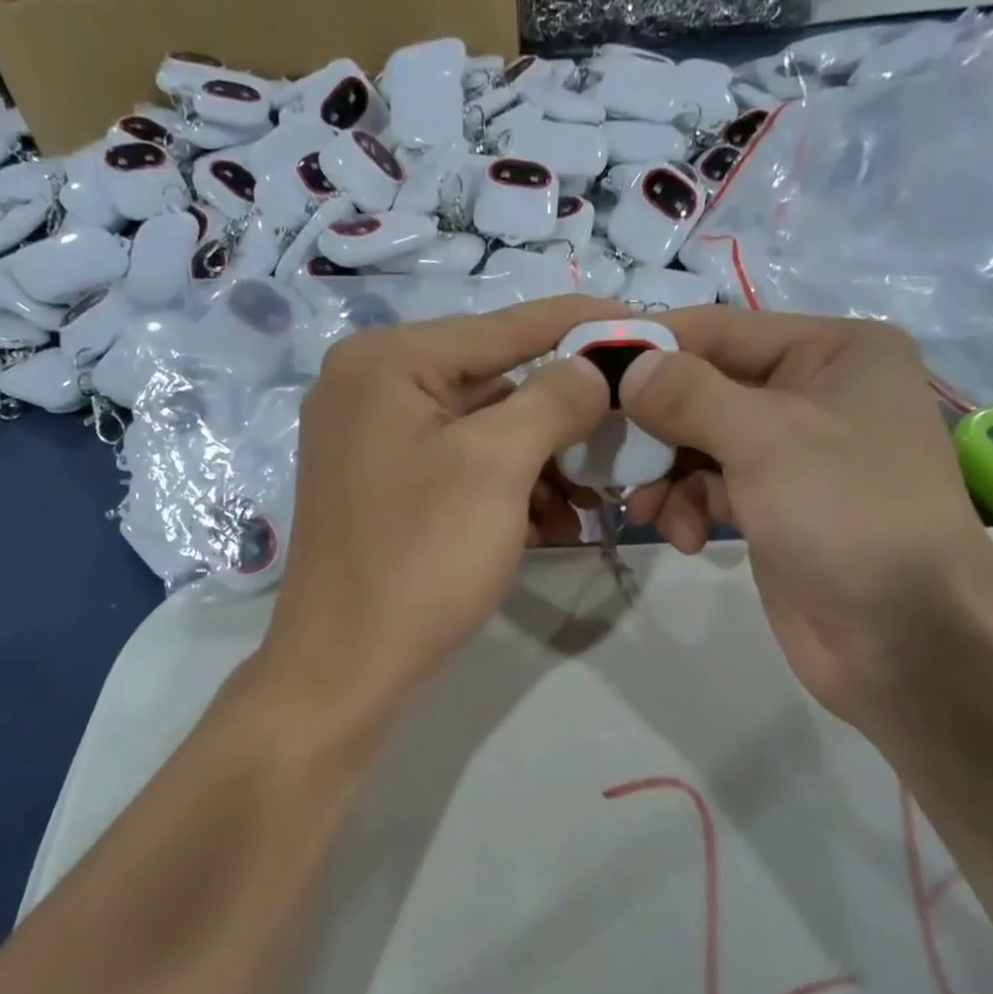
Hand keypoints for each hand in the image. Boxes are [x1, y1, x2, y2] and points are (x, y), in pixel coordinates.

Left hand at [261, 296, 618, 709]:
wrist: (346, 668)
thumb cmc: (421, 559)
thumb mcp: (497, 466)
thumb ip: (553, 398)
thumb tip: (591, 367)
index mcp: (387, 362)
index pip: (503, 326)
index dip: (581, 324)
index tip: (646, 326)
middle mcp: (371, 388)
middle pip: (494, 381)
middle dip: (565, 417)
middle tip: (626, 441)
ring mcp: (373, 443)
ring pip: (483, 432)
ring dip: (544, 463)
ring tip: (593, 503)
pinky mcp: (385, 490)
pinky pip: (461, 470)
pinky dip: (509, 491)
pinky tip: (552, 525)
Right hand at [620, 309, 992, 725]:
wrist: (905, 640)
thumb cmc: (849, 516)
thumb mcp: (767, 440)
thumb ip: (689, 395)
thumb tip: (628, 367)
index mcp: (834, 352)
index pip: (720, 331)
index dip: (652, 347)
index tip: (585, 370)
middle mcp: (814, 393)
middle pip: (704, 390)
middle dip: (654, 427)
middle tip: (604, 455)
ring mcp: (794, 455)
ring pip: (700, 444)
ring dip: (665, 476)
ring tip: (646, 512)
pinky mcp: (775, 507)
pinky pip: (712, 488)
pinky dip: (688, 508)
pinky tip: (683, 539)